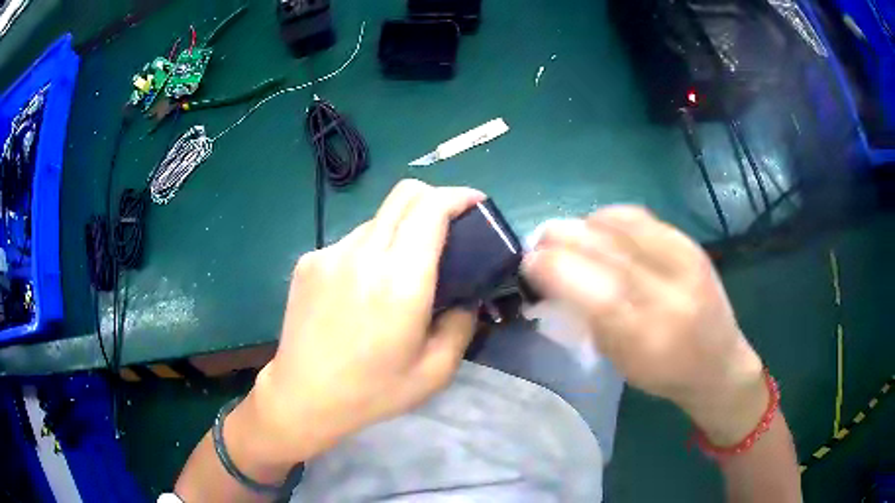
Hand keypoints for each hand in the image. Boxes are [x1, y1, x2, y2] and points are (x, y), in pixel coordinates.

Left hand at [247, 180, 482, 464]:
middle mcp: (363, 254)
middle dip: (434, 199)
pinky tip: (362, 289)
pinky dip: (369, 251)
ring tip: (400, 272)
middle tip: (449, 228)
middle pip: (404, 195)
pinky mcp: (308, 261)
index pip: (431, 209)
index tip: (476, 203)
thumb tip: (465, 297)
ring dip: (400, 231)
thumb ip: (461, 325)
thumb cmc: (371, 391)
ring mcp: (329, 253)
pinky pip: (350, 241)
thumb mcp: (435, 371)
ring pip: (377, 219)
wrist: (302, 396)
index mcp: (400, 282)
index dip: (459, 196)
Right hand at [523, 206, 767, 444]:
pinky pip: (637, 216)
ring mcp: (682, 258)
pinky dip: (608, 219)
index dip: (550, 268)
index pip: (589, 287)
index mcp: (647, 335)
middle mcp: (668, 290)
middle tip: (538, 246)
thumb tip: (551, 278)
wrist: (719, 361)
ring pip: (617, 222)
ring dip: (582, 226)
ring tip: (567, 238)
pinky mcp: (688, 241)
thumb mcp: (620, 360)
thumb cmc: (665, 373)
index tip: (527, 265)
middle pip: (602, 246)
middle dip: (559, 239)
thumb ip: (586, 317)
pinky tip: (598, 231)